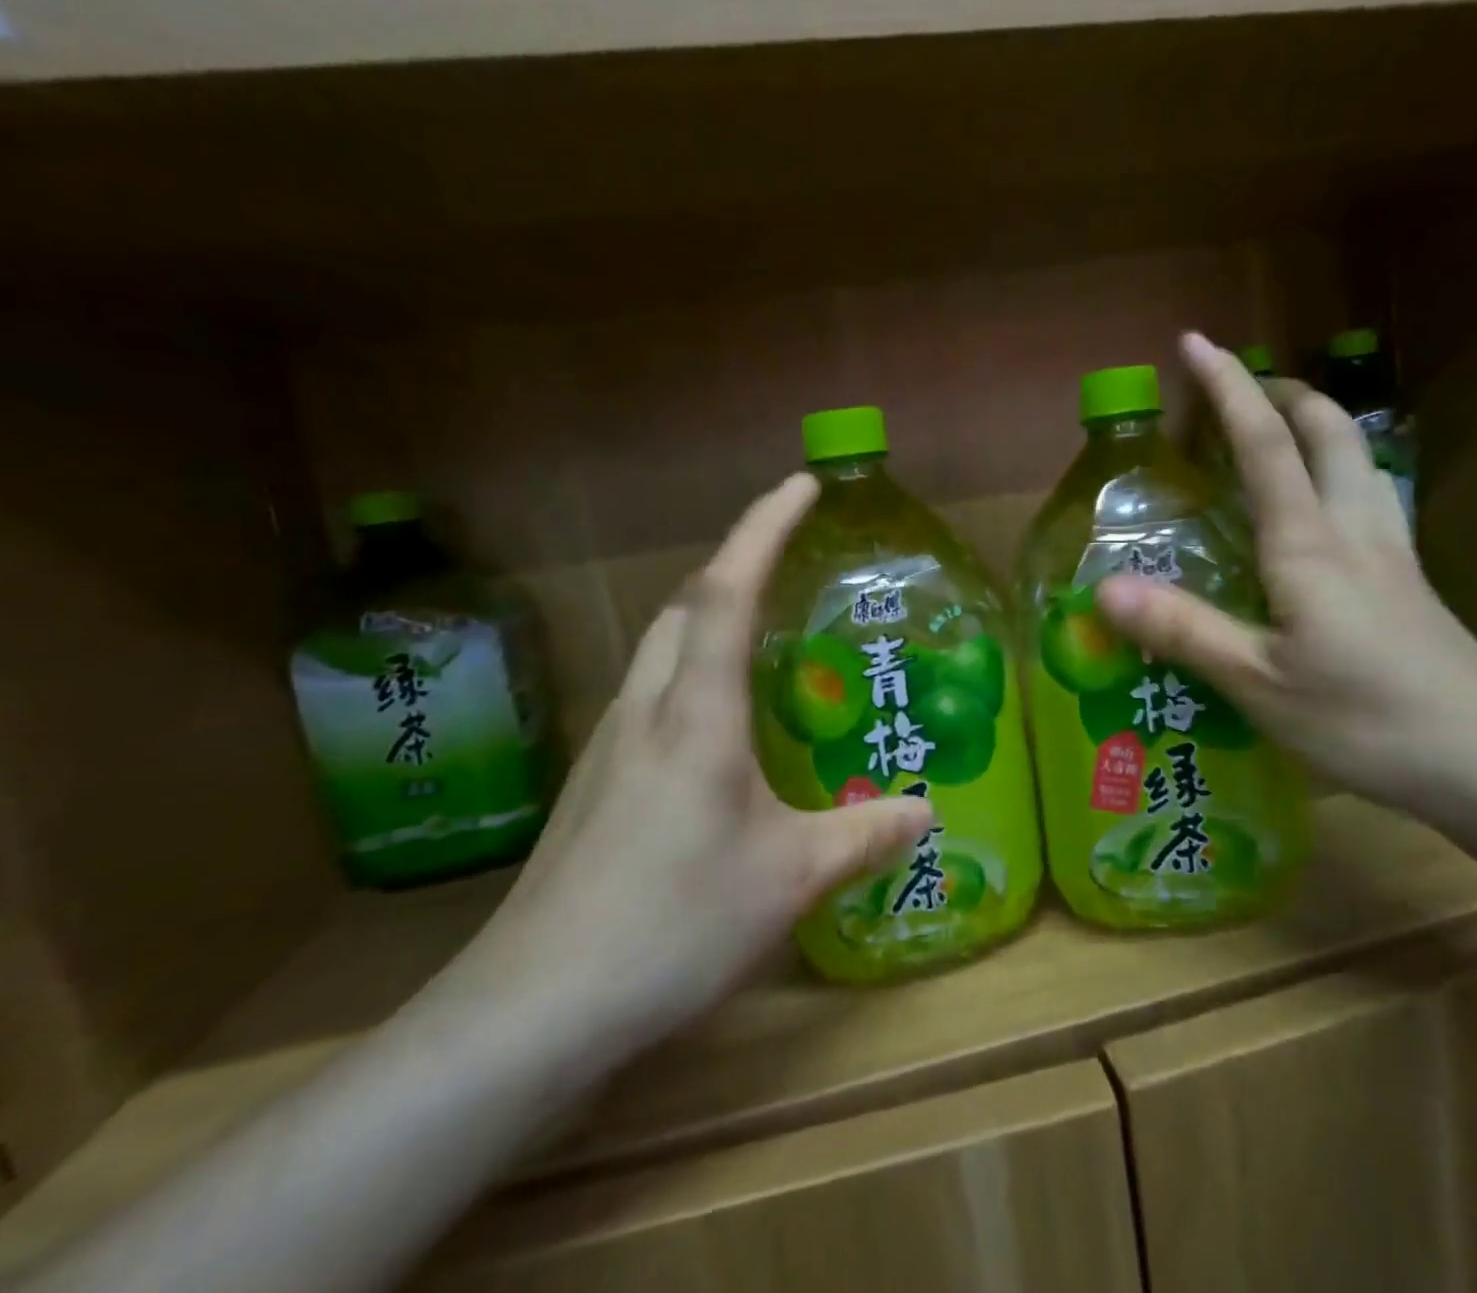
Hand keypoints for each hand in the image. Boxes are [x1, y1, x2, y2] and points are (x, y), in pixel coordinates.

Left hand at [456, 474, 932, 1053]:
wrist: (533, 1008)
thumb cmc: (671, 924)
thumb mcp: (790, 879)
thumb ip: (864, 836)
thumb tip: (927, 812)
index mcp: (695, 713)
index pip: (726, 590)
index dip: (764, 527)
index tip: (801, 485)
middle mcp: (646, 708)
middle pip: (684, 605)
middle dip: (736, 564)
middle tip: (789, 563)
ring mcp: (610, 744)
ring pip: (661, 647)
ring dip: (708, 617)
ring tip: (762, 633)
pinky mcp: (596, 782)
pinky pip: (652, 694)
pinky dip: (691, 672)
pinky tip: (719, 726)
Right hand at [1098, 334, 1476, 824]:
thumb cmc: (1365, 719)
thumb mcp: (1257, 682)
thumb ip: (1182, 630)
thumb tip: (1104, 589)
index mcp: (1309, 543)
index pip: (1265, 443)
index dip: (1229, 388)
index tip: (1195, 343)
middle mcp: (1353, 529)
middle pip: (1328, 430)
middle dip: (1282, 392)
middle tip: (1236, 389)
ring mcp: (1390, 551)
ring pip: (1358, 457)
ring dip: (1315, 424)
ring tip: (1273, 430)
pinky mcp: (1407, 580)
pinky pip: (1368, 494)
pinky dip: (1334, 469)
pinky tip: (1317, 505)